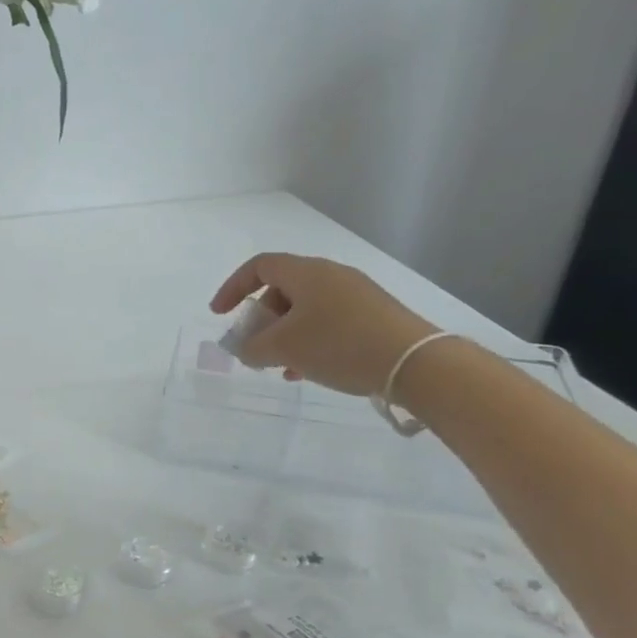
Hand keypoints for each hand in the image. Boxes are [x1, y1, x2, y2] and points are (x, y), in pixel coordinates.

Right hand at [210, 252, 437, 396]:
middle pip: (282, 289)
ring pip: (306, 310)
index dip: (233, 287)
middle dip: (261, 319)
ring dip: (285, 335)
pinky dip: (310, 341)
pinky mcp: (375, 316)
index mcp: (306, 272)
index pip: (259, 266)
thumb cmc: (339, 345)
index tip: (220, 314)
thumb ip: (252, 347)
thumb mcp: (283, 348)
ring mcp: (356, 295)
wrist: (416, 364)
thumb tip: (244, 348)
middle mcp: (331, 275)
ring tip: (280, 367)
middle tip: (254, 346)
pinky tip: (308, 370)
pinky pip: (328, 322)